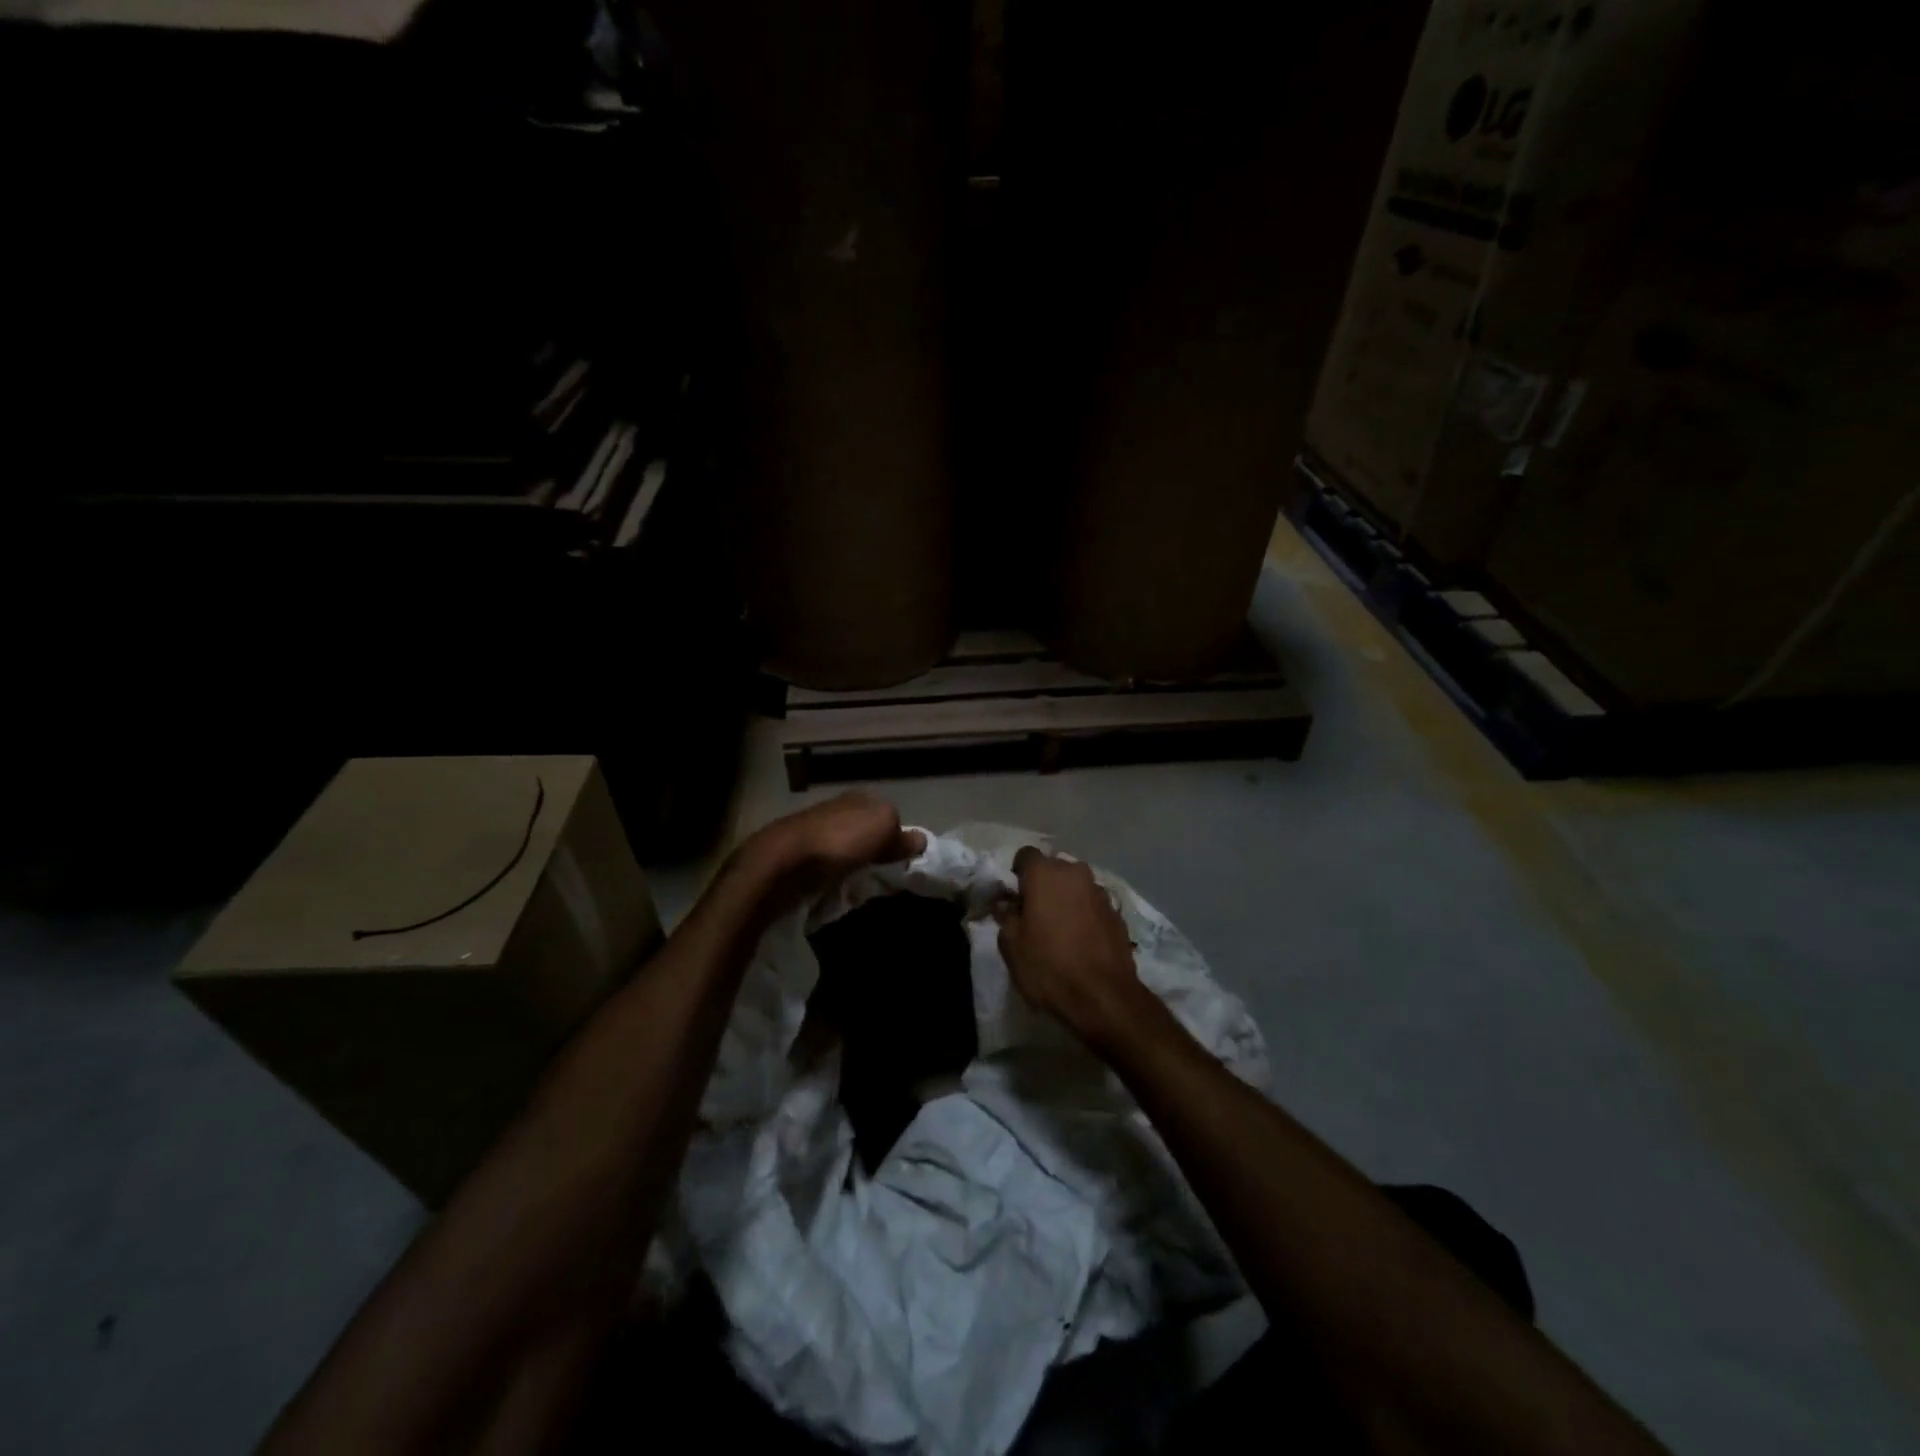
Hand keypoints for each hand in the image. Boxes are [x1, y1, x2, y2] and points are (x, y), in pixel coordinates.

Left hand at [739, 792, 925, 912]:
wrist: (783, 863)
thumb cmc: (839, 840)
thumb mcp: (883, 826)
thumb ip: (902, 833)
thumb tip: (920, 840)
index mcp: (857, 798)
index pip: (885, 813)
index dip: (897, 834)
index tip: (906, 858)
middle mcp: (835, 811)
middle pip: (864, 831)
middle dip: (875, 850)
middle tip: (888, 875)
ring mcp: (813, 835)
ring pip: (845, 850)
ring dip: (854, 866)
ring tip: (865, 887)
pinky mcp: (798, 861)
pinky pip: (827, 869)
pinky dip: (835, 878)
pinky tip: (839, 890)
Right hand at [997, 846, 1161, 1052]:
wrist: (1104, 997)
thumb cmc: (1049, 966)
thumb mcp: (1011, 946)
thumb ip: (1006, 917)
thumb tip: (1007, 905)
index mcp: (1046, 873)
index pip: (1025, 855)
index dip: (1016, 874)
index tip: (1014, 899)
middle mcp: (1076, 873)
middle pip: (1053, 869)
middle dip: (1043, 886)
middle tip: (1034, 915)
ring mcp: (1100, 892)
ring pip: (1075, 887)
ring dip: (1066, 900)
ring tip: (1059, 931)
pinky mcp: (1117, 913)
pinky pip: (1092, 905)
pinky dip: (1084, 915)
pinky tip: (1081, 942)